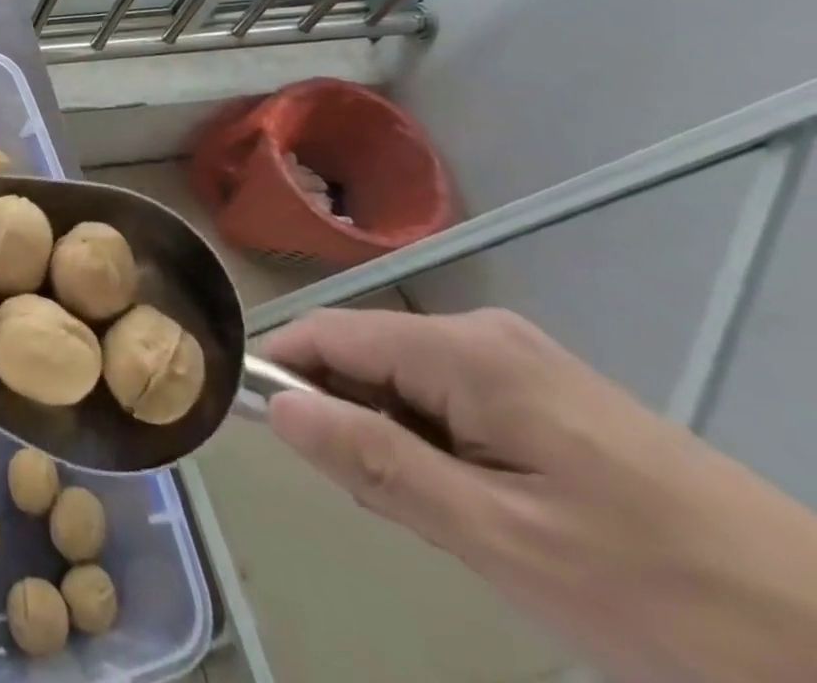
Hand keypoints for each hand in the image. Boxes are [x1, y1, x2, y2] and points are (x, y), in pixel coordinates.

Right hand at [262, 308, 816, 682]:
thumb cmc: (666, 595)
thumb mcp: (503, 540)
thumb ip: (379, 464)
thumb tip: (279, 408)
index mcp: (466, 352)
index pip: (327, 332)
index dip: (281, 370)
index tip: (261, 431)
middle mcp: (484, 335)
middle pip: (365, 354)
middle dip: (346, 417)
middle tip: (375, 504)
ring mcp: (522, 362)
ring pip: (406, 380)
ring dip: (392, 437)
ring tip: (437, 516)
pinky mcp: (551, 394)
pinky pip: (452, 398)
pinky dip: (436, 443)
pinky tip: (480, 504)